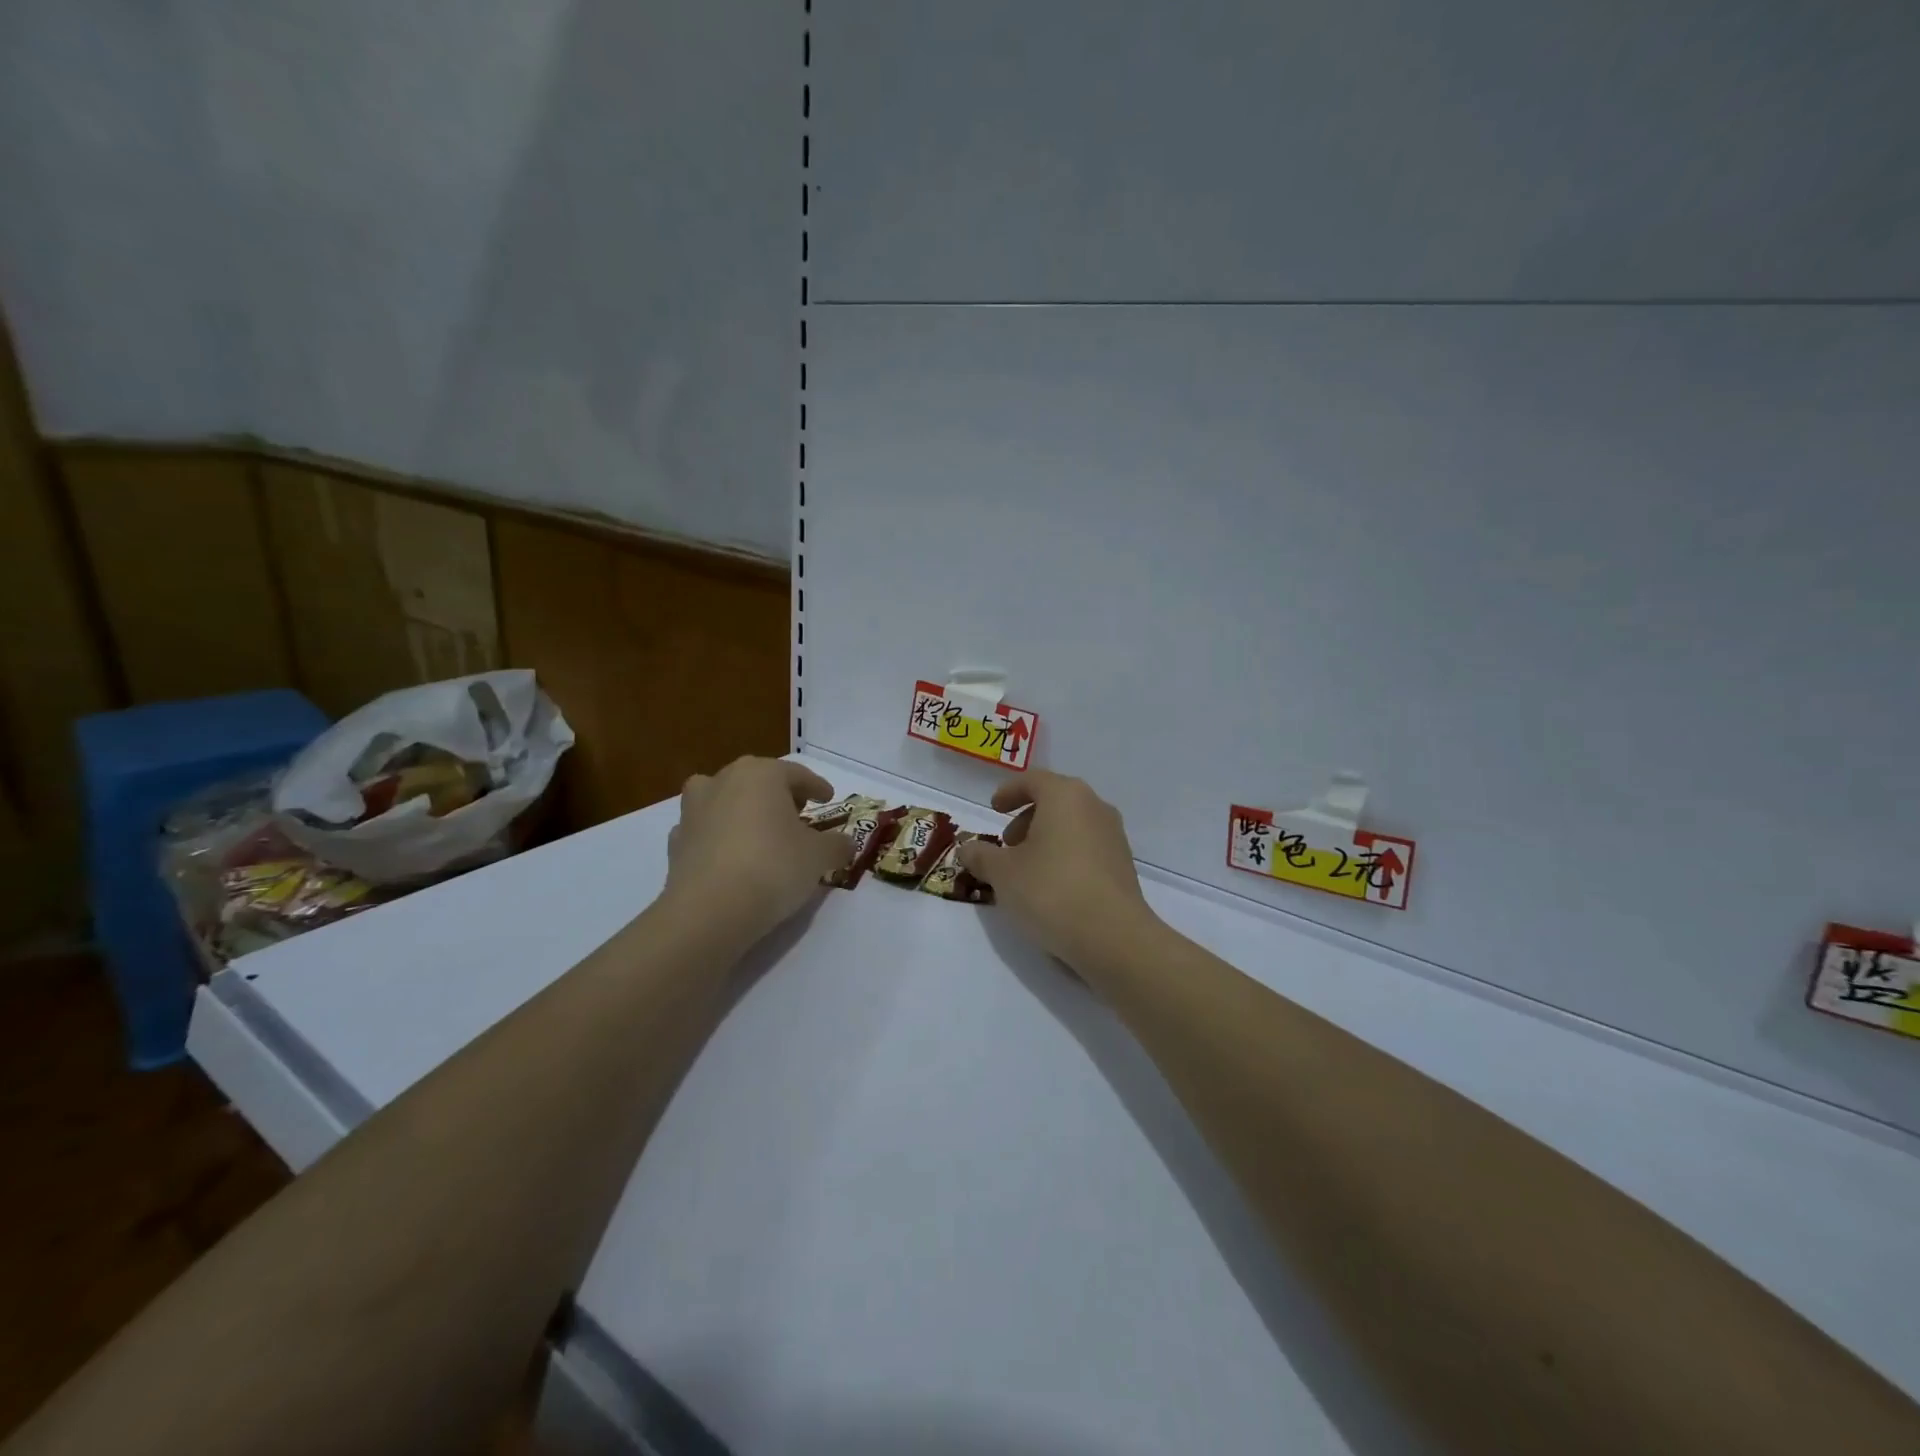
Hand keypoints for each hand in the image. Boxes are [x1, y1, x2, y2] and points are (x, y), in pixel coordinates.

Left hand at [661, 757, 853, 946]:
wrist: (710, 910)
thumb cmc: (773, 867)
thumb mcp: (819, 856)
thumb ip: (836, 845)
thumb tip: (845, 843)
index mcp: (761, 774)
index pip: (796, 774)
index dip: (816, 787)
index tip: (828, 798)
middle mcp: (723, 780)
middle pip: (758, 781)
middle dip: (778, 795)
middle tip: (797, 814)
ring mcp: (693, 810)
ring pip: (724, 799)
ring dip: (741, 809)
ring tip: (758, 831)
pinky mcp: (676, 842)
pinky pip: (705, 830)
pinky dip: (718, 837)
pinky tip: (730, 856)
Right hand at [958, 771, 1160, 973]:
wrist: (1113, 937)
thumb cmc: (1051, 890)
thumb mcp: (1002, 873)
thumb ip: (981, 856)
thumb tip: (967, 849)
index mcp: (1066, 796)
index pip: (1034, 780)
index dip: (1009, 791)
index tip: (994, 809)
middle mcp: (1095, 807)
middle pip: (1055, 801)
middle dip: (1026, 819)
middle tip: (1007, 845)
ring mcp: (1114, 836)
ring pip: (1072, 825)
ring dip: (1046, 839)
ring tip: (1025, 870)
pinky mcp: (1123, 865)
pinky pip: (1087, 848)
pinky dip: (1065, 856)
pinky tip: (1051, 887)